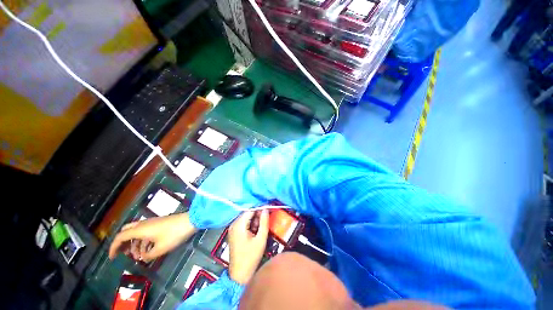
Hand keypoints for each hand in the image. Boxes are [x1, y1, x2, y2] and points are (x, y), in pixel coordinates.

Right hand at [108, 213, 196, 261]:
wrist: (191, 220)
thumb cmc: (174, 234)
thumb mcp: (160, 249)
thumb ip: (148, 255)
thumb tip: (144, 257)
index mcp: (141, 229)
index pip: (121, 237)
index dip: (114, 247)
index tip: (112, 258)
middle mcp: (144, 224)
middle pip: (127, 232)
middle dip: (124, 244)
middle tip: (125, 255)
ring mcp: (153, 222)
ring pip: (138, 233)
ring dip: (136, 244)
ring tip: (140, 257)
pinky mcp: (160, 223)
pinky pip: (147, 232)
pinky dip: (145, 241)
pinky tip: (149, 250)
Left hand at [228, 210, 268, 284]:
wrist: (239, 275)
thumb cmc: (250, 258)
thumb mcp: (260, 239)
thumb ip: (264, 222)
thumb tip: (266, 209)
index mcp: (239, 225)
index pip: (251, 210)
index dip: (261, 207)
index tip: (270, 207)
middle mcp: (234, 224)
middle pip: (248, 213)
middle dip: (258, 214)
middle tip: (267, 219)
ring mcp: (233, 229)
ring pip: (246, 218)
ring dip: (255, 220)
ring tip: (261, 228)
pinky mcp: (234, 233)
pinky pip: (244, 224)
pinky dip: (251, 225)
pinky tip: (256, 232)